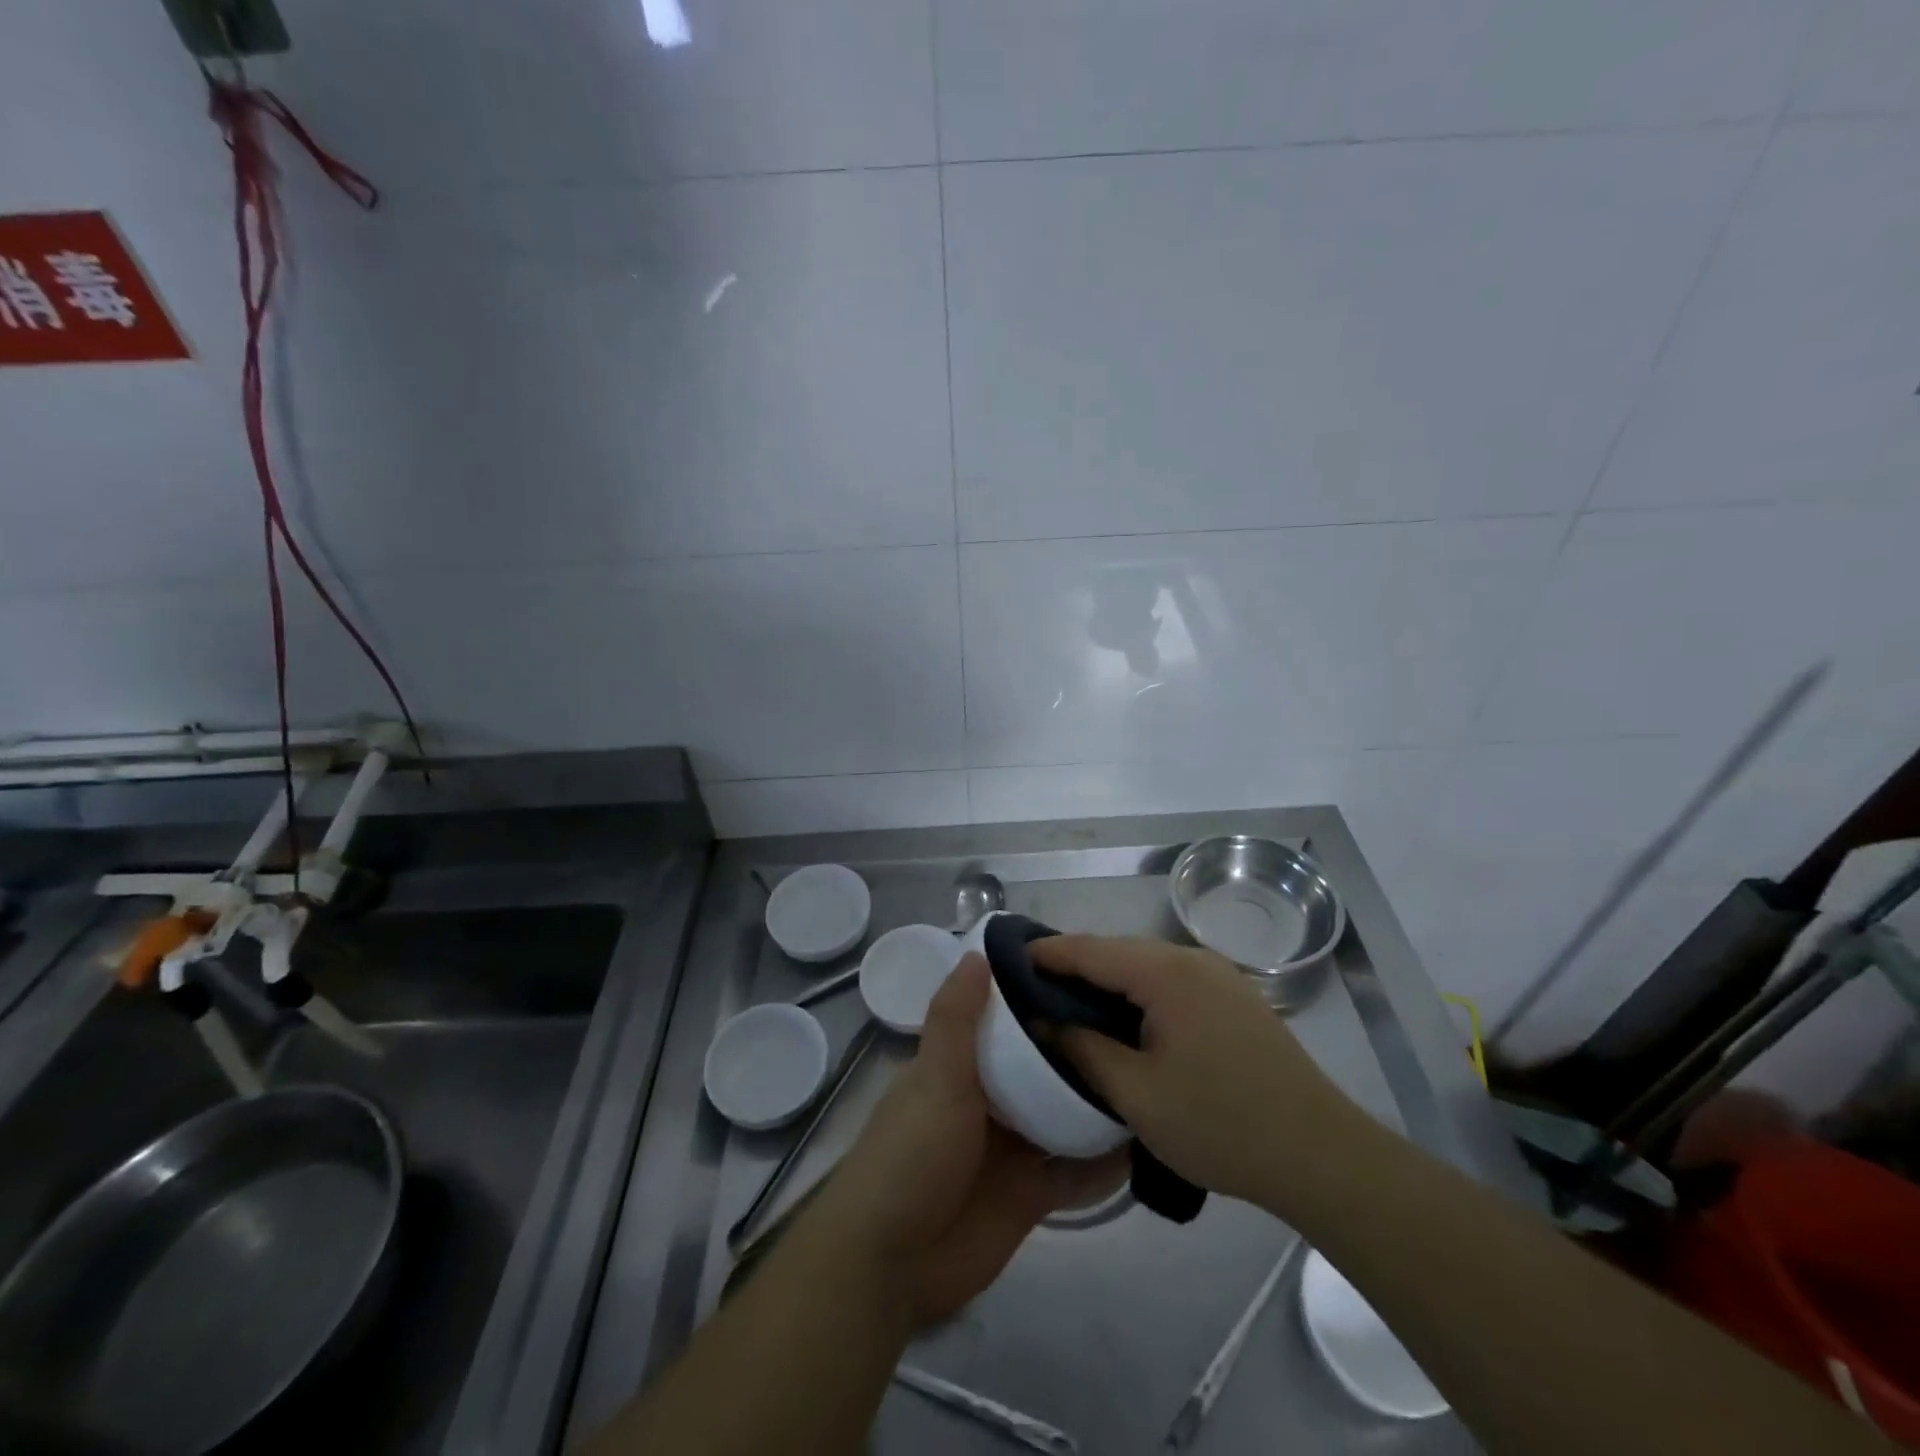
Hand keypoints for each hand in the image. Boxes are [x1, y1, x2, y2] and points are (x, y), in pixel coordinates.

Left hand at [818, 954, 1124, 1325]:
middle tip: (1141, 1027)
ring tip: (1152, 1076)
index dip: (1042, 999)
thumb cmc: (911, 1155)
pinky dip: (1102, 1162)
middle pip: (1043, 1068)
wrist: (892, 1263)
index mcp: (962, 1064)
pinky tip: (1144, 1143)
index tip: (1090, 976)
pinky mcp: (1030, 1195)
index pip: (1008, 1021)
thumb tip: (978, 952)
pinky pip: (1074, 1172)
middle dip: (1080, 1052)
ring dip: (1096, 1104)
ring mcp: (1011, 1148)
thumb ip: (956, 1019)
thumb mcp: (934, 1078)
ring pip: (1063, 1116)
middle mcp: (990, 1099)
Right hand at [1031, 935, 1358, 1208]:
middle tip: (1034, 989)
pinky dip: (1139, 991)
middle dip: (1075, 965)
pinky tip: (1126, 1018)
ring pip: (1146, 965)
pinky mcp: (1235, 999)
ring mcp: (1219, 977)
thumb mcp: (1138, 1095)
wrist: (1321, 1155)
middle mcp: (1192, 960)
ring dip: (1108, 980)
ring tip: (1072, 1004)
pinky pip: (1172, 981)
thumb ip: (1083, 1051)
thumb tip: (1043, 1023)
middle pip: (1119, 951)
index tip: (1009, 959)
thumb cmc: (1221, 1124)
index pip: (1090, 950)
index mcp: (1166, 974)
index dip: (1047, 953)